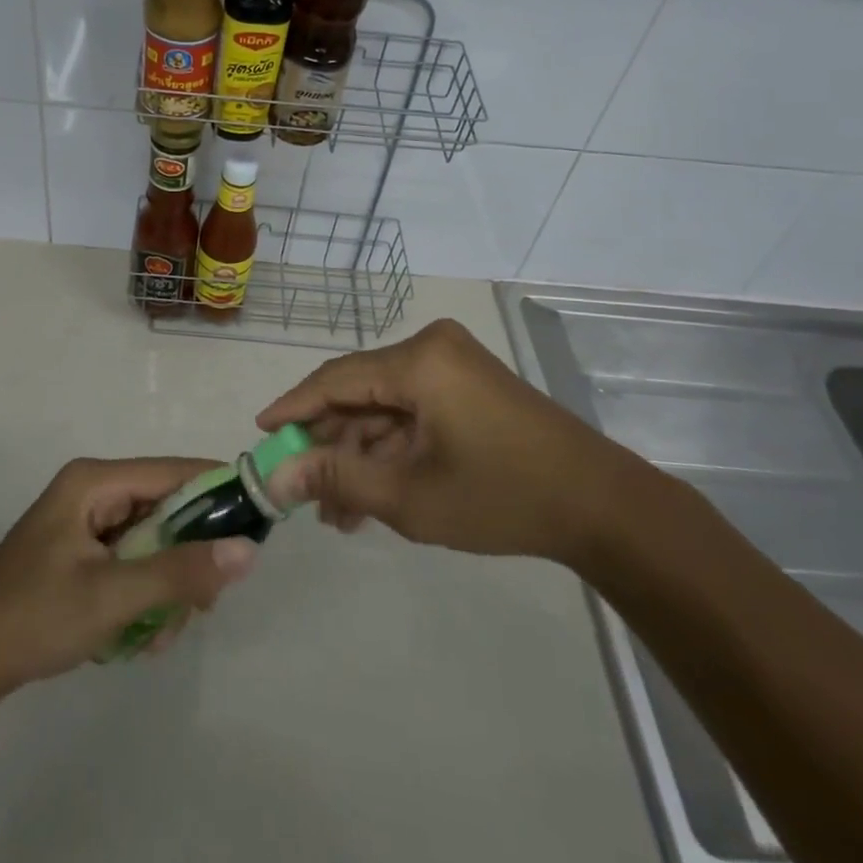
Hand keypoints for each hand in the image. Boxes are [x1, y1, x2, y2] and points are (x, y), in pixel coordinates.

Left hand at [0, 457, 257, 699]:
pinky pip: (134, 561)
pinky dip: (144, 595)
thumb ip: (181, 572)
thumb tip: (248, 550)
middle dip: (187, 559)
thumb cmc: (34, 618)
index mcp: (95, 481)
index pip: (174, 472)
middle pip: (167, 508)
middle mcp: (93, 490)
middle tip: (201, 605)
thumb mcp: (113, 596)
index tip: (256, 526)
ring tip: (158, 635)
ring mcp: (86, 522)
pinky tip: (138, 638)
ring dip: (166, 587)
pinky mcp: (82, 552)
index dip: (219, 492)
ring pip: (154, 541)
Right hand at [257, 319, 626, 563]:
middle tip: (302, 493)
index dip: (293, 408)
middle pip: (359, 393)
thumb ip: (338, 480)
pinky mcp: (467, 387)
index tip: (260, 433)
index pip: (335, 379)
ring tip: (338, 513)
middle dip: (330, 446)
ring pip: (384, 408)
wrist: (602, 507)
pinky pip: (412, 412)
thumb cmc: (502, 496)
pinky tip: (372, 496)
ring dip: (360, 456)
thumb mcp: (410, 496)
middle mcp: (431, 349)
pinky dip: (391, 450)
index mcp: (418, 361)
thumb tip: (276, 477)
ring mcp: (452, 367)